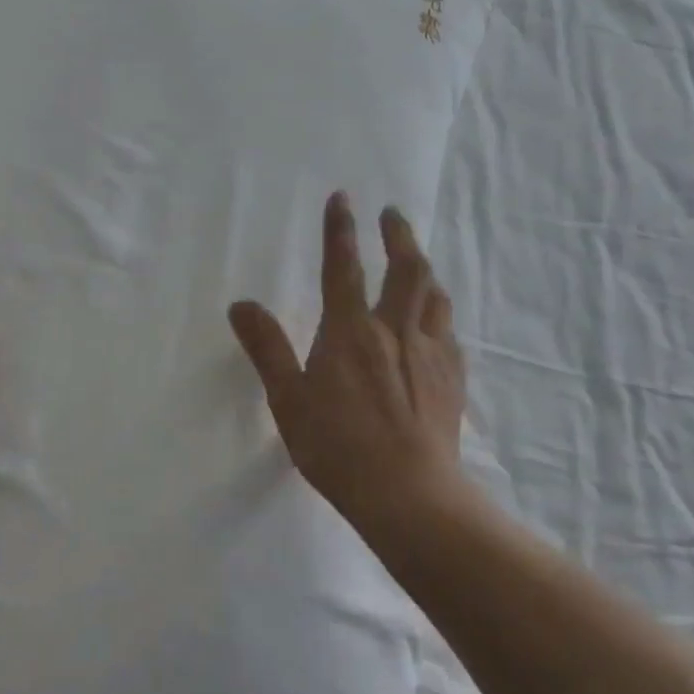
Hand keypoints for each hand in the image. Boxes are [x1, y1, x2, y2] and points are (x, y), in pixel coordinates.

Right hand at [229, 192, 466, 537]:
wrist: (409, 494)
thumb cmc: (338, 446)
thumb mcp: (288, 399)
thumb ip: (266, 348)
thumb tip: (241, 305)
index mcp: (351, 331)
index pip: (344, 268)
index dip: (341, 230)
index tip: (343, 198)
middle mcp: (395, 330)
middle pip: (405, 269)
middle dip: (398, 235)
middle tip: (392, 214)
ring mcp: (430, 353)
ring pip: (434, 295)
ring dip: (424, 268)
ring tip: (416, 260)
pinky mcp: (452, 378)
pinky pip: (448, 331)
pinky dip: (439, 313)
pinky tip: (436, 322)